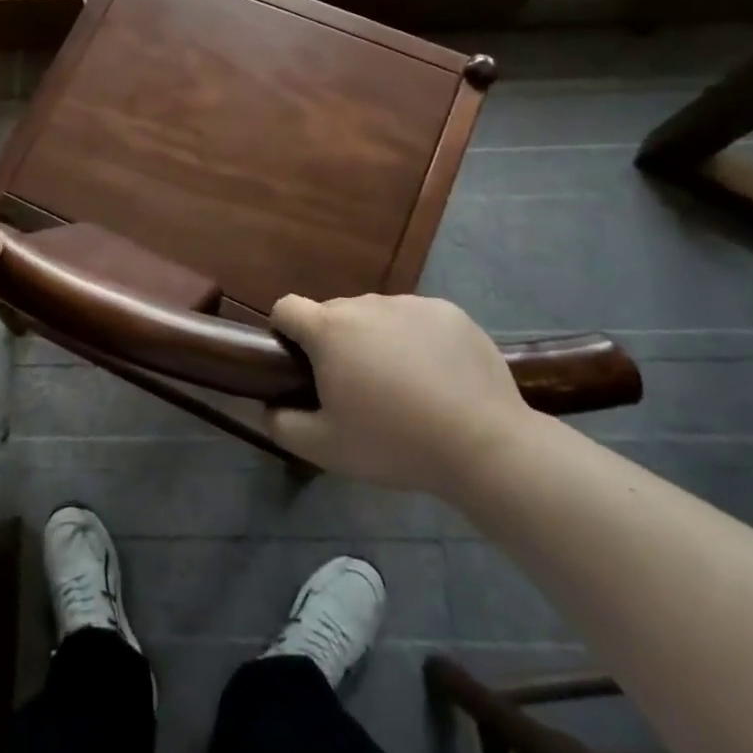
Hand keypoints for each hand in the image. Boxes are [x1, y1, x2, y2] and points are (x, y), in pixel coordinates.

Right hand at [264, 293, 532, 498]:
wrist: (484, 444)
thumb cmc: (394, 443)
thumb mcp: (326, 448)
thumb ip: (283, 425)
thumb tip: (267, 407)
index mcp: (329, 330)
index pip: (287, 308)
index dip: (285, 332)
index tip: (300, 364)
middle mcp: (365, 304)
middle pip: (334, 314)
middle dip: (335, 342)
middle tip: (357, 388)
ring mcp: (410, 304)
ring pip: (377, 316)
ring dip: (377, 339)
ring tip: (404, 386)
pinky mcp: (449, 312)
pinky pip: (417, 319)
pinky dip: (417, 340)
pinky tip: (438, 378)